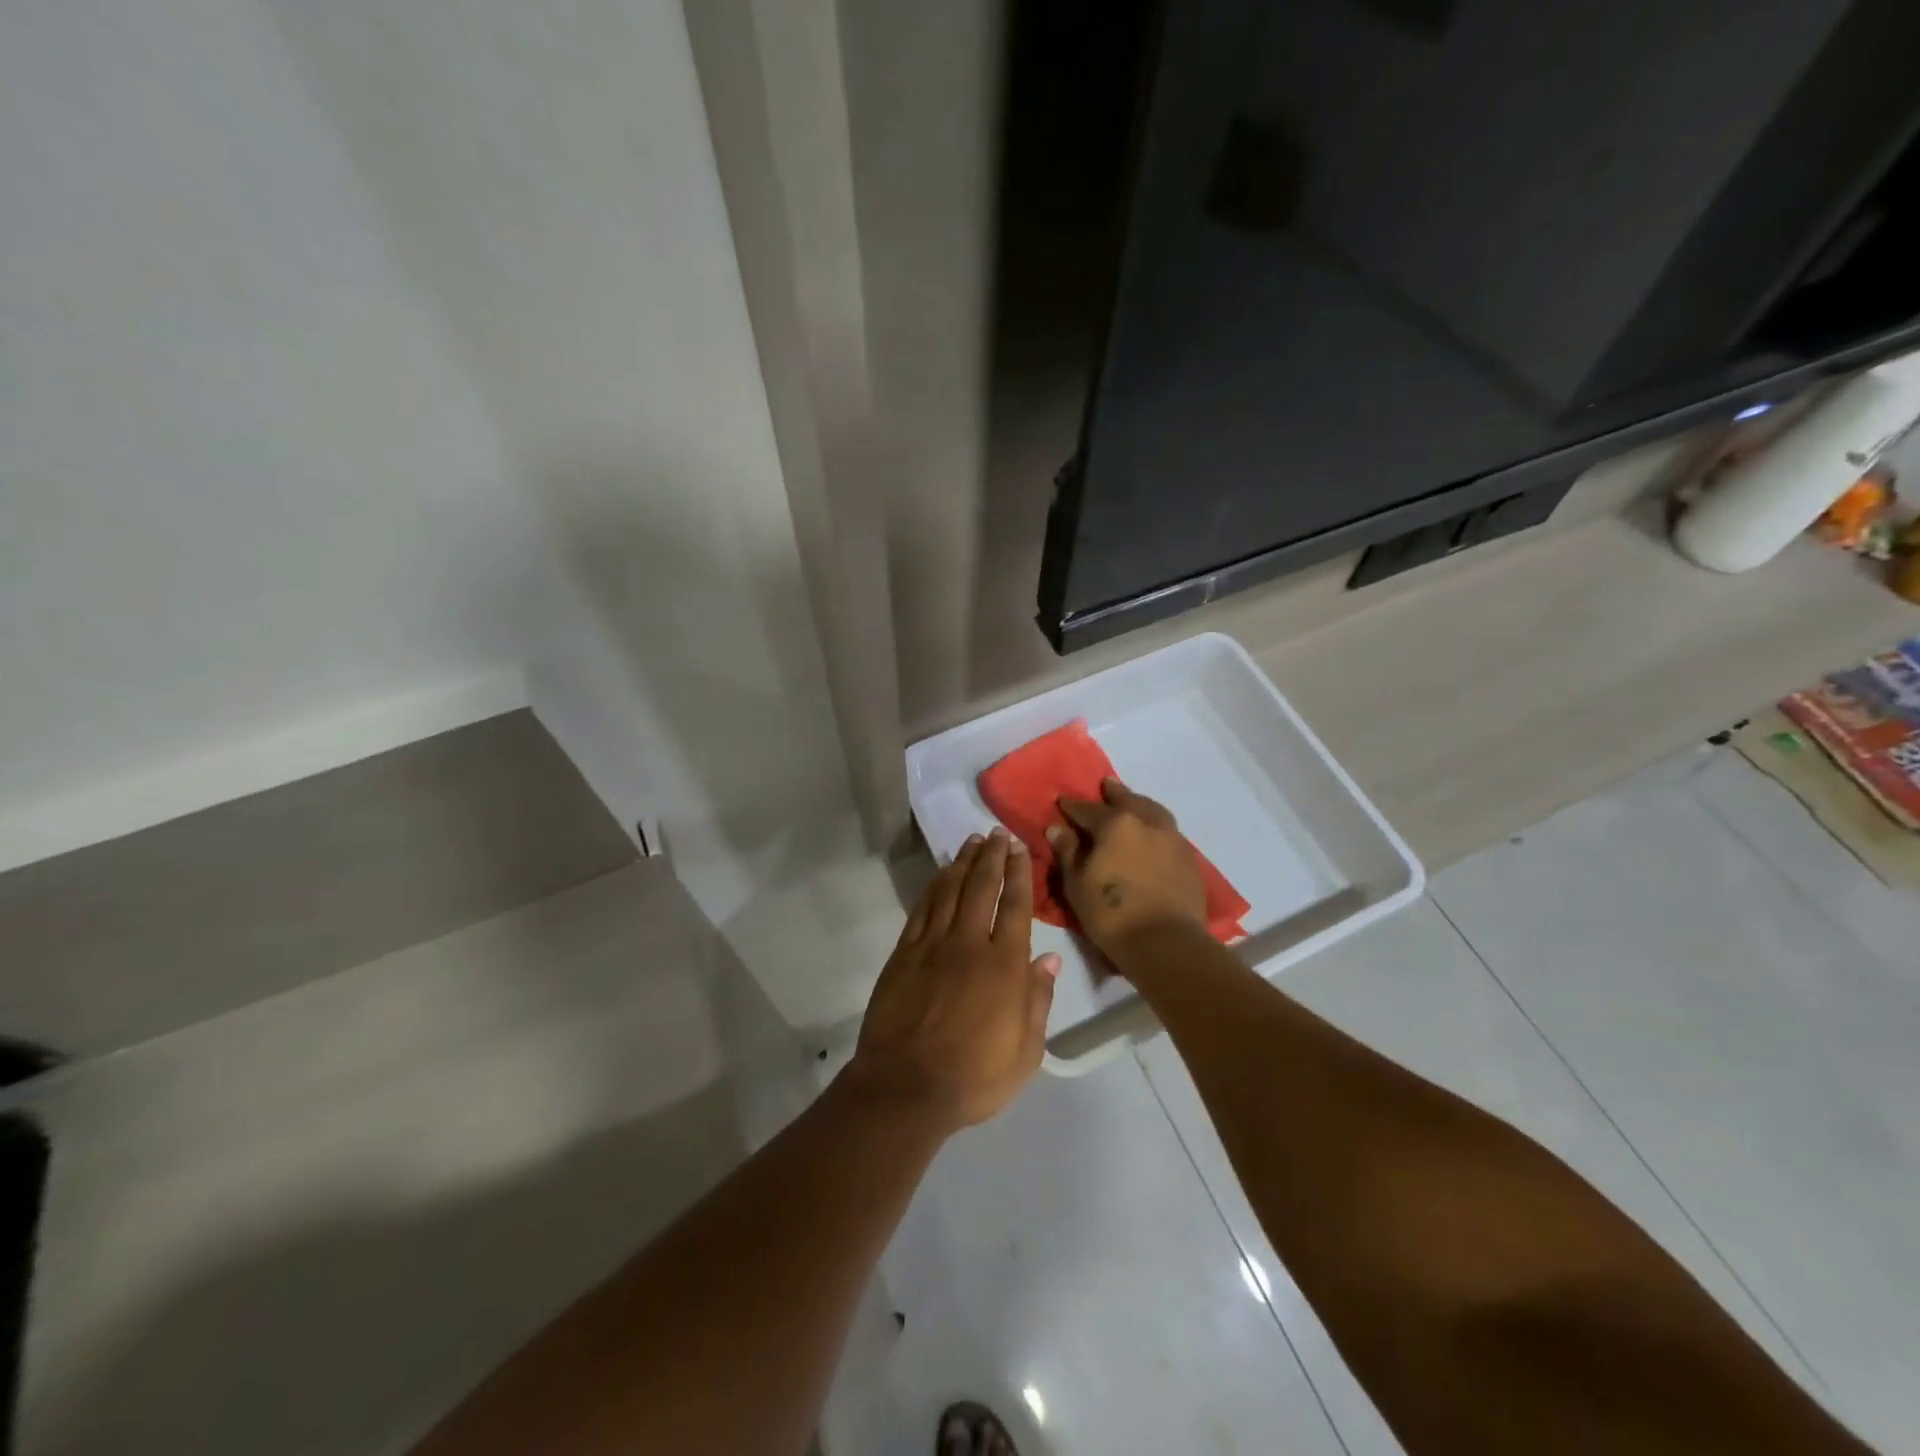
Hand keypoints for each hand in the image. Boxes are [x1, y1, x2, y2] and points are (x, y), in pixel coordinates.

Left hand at [846, 828, 1060, 1132]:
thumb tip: (1050, 960)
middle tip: (996, 834)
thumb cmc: (973, 1077)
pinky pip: (922, 909)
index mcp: (1003, 966)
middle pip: (981, 888)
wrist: (905, 1088)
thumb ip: (1038, 1001)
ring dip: (962, 863)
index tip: (1019, 849)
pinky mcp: (904, 954)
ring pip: (950, 891)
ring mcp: (931, 945)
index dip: (1018, 873)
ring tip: (971, 842)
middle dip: (991, 857)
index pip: (1014, 906)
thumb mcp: (1025, 1052)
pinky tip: (941, 875)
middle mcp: (968, 944)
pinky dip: (934, 886)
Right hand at [1047, 777, 1206, 957]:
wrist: (1166, 943)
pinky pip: (1167, 831)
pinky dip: (1155, 825)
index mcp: (1115, 823)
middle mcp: (1146, 821)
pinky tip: (1150, 835)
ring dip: (1139, 804)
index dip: (1072, 806)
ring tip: (1132, 803)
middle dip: (1113, 793)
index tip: (1062, 802)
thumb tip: (1057, 828)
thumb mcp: (1077, 883)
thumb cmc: (1111, 913)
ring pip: (1153, 810)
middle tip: (1105, 786)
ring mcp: (1171, 838)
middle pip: (1127, 799)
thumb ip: (1068, 851)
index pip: (1087, 809)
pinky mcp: (1188, 858)